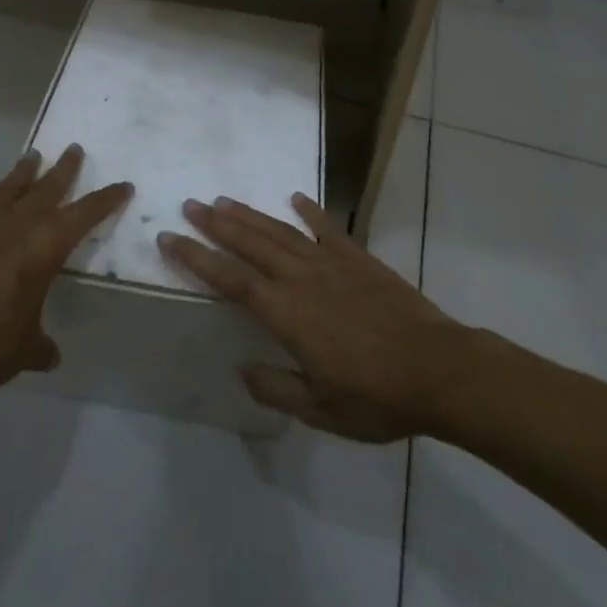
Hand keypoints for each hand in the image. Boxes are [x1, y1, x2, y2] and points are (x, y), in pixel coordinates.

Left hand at [0, 145, 131, 391]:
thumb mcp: (22, 349)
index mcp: (46, 244)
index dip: (106, 199)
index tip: (123, 185)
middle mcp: (18, 224)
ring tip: (33, 156)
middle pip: (48, 186)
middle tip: (74, 149)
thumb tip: (49, 357)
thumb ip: (39, 347)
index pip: (85, 213)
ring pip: (11, 188)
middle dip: (65, 169)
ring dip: (24, 172)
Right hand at [158, 193, 469, 441]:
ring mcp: (331, 262)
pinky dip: (310, 210)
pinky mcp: (359, 257)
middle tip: (189, 204)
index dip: (196, 258)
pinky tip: (295, 197)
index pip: (230, 279)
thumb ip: (276, 387)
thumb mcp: (320, 409)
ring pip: (280, 231)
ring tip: (223, 199)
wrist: (438, 369)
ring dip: (250, 215)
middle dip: (216, 224)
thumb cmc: (376, 396)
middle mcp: (301, 277)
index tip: (169, 238)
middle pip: (250, 243)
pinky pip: (327, 228)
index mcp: (286, 313)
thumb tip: (241, 368)